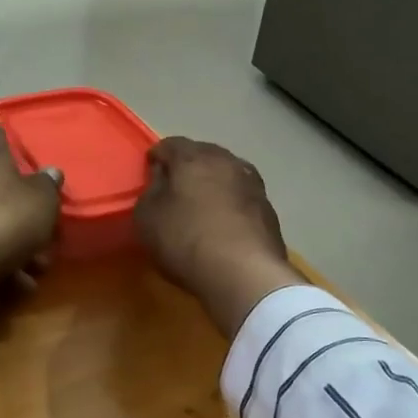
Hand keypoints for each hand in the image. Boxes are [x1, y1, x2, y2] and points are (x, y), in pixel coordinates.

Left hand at [0, 125, 63, 310]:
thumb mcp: (41, 201)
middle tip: (39, 229)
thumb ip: (48, 185)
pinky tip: (12, 282)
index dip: (13, 145)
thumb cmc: (2, 217)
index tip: (28, 163)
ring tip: (32, 268)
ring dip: (6, 238)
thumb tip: (50, 172)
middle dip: (15, 206)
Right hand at [134, 137, 308, 337]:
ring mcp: (253, 185)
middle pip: (204, 155)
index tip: (150, 168)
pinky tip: (224, 225)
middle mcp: (227, 162)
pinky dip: (231, 205)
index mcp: (194, 158)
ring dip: (214, 184)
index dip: (158, 155)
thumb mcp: (147, 218)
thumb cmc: (185, 240)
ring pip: (227, 174)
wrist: (244, 273)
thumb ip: (151, 192)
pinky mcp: (269, 211)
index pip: (171, 144)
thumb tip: (162, 179)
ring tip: (202, 203)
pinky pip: (242, 199)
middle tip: (175, 185)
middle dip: (189, 166)